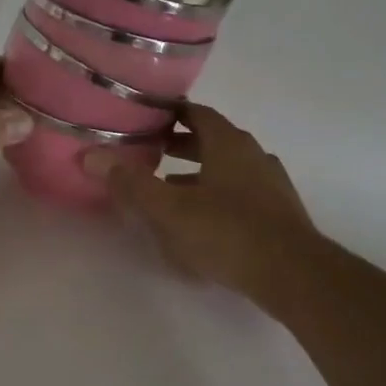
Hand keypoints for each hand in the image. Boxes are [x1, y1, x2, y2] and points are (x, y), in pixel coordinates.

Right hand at [85, 104, 318, 304]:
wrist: (293, 274)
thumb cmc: (227, 232)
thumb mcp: (170, 209)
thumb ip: (131, 183)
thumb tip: (92, 156)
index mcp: (228, 143)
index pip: (197, 113)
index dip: (170, 111)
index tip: (145, 116)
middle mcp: (253, 155)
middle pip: (213, 140)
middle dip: (180, 144)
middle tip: (149, 151)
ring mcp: (270, 185)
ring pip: (227, 169)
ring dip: (198, 174)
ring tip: (168, 188)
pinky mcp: (278, 214)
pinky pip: (240, 194)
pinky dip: (216, 197)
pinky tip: (201, 222)